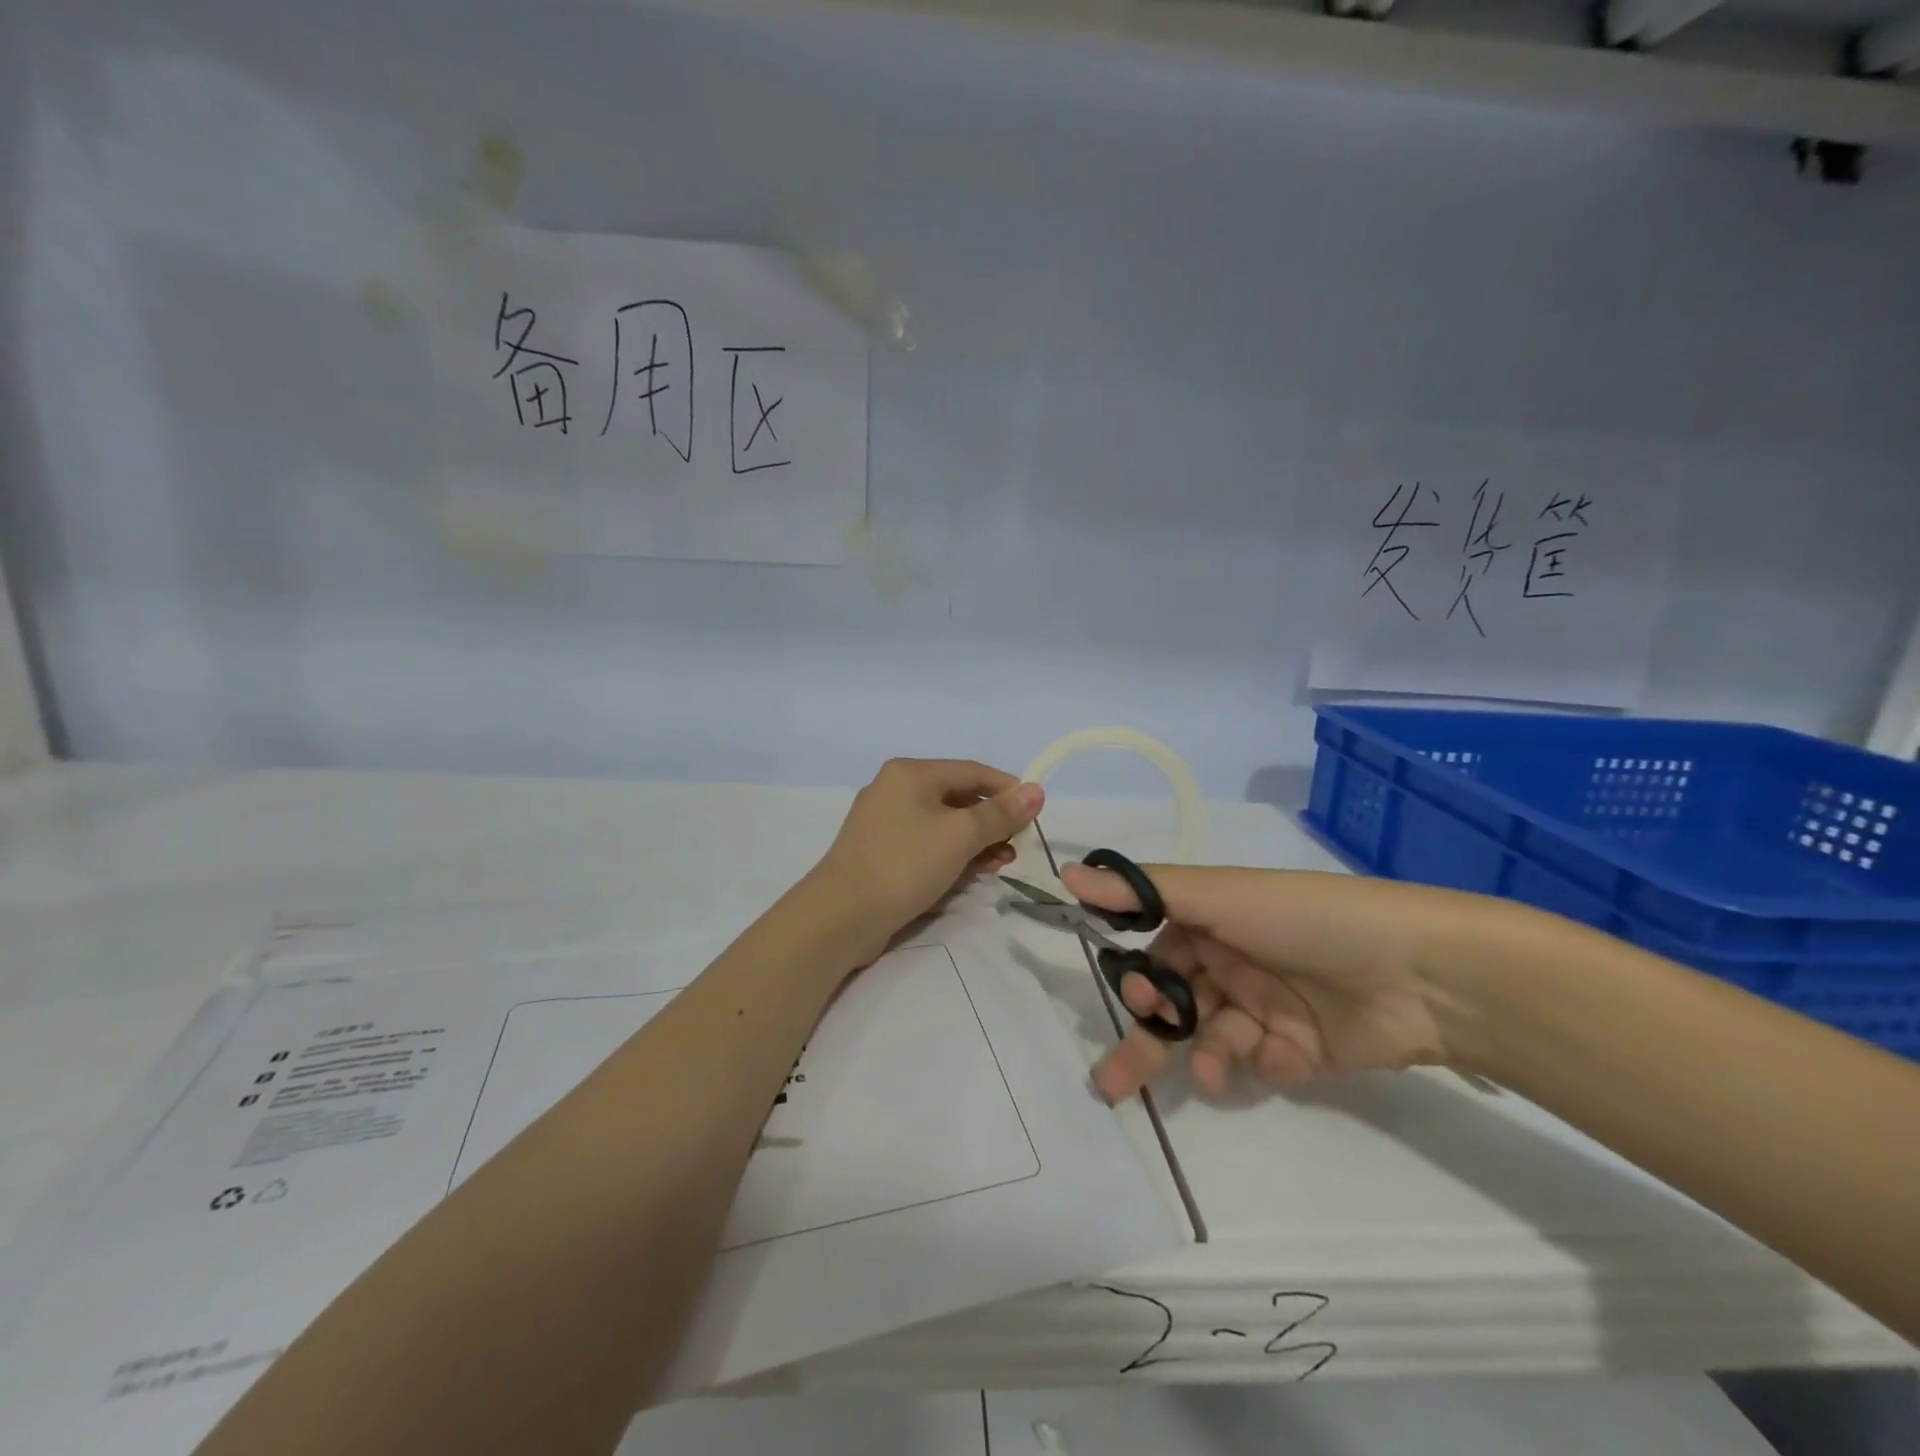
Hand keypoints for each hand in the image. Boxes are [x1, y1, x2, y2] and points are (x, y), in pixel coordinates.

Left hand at [808, 759, 1044, 963]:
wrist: (841, 916)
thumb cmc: (904, 863)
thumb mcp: (960, 835)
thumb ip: (1000, 814)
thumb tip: (1036, 790)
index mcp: (910, 773)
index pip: (972, 771)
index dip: (1008, 788)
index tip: (1036, 812)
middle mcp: (895, 789)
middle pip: (958, 797)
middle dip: (993, 820)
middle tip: (1019, 845)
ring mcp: (885, 823)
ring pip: (944, 824)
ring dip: (977, 841)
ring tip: (1002, 863)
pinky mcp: (882, 853)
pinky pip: (928, 845)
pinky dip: (953, 855)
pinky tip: (974, 873)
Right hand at [1063, 864, 1494, 1103]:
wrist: (1415, 973)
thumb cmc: (1303, 919)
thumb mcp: (1219, 896)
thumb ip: (1143, 891)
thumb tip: (1067, 872)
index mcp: (1210, 922)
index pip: (1153, 951)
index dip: (1136, 978)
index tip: (1134, 998)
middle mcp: (1231, 962)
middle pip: (1172, 1004)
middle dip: (1145, 1037)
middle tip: (1113, 1081)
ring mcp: (1264, 1007)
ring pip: (1208, 1038)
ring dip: (1201, 1055)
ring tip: (1209, 1071)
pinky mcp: (1297, 1050)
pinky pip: (1256, 1063)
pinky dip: (1255, 1064)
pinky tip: (1271, 1058)